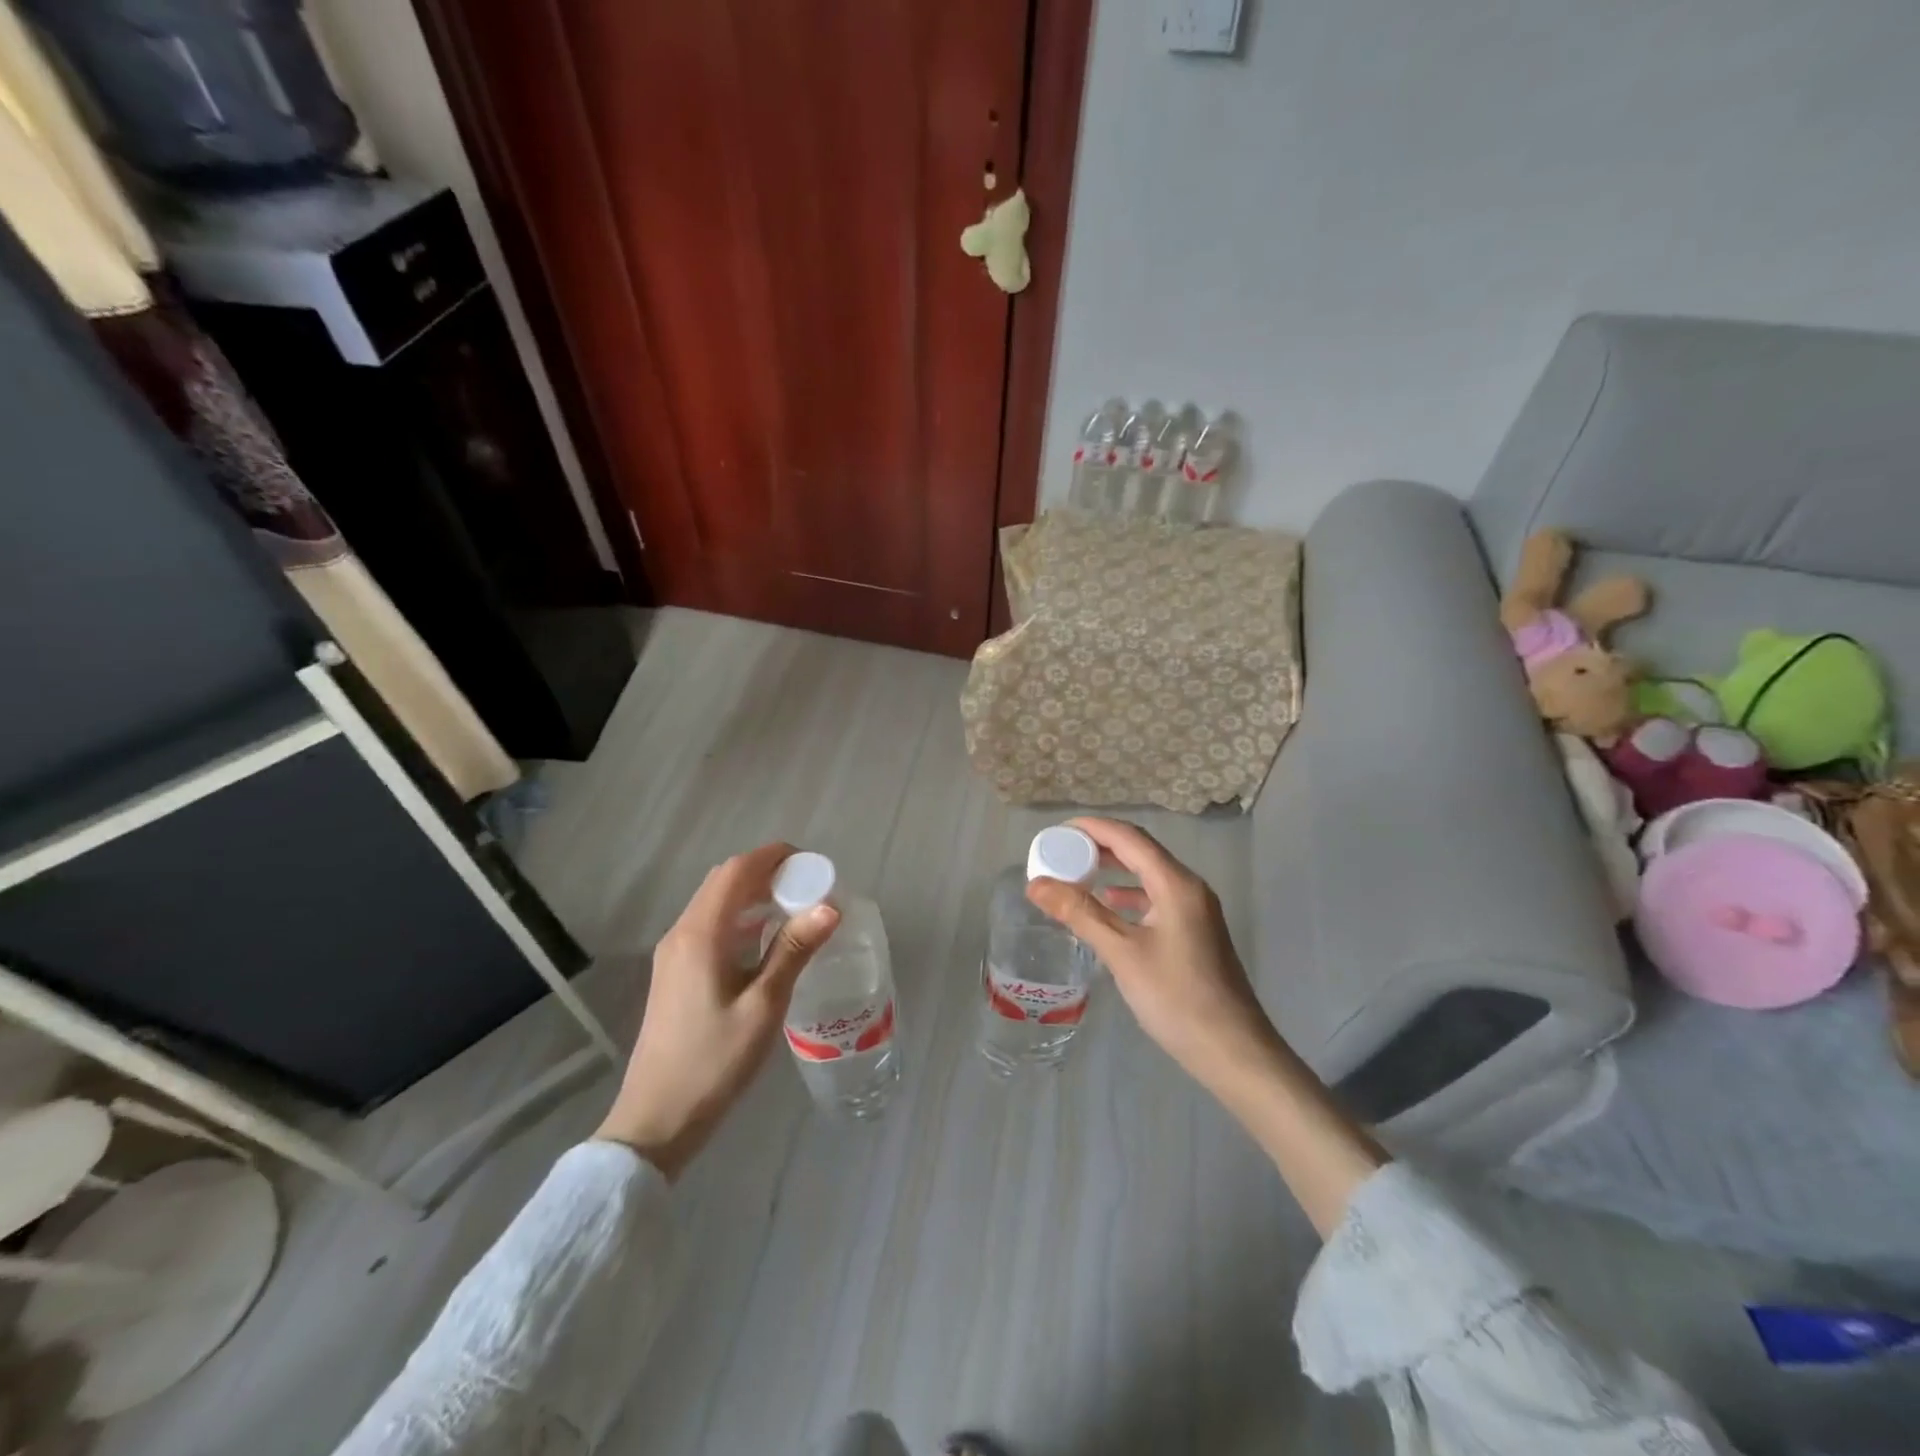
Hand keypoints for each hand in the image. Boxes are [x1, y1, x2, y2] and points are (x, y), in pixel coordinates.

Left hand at [595, 843, 837, 1179]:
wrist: (656, 1120)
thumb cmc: (714, 1062)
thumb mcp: (764, 1006)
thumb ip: (794, 951)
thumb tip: (830, 906)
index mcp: (701, 935)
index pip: (737, 871)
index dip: (773, 857)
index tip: (811, 863)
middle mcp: (681, 934)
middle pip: (724, 881)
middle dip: (766, 873)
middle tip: (809, 886)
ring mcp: (673, 954)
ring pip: (716, 903)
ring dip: (753, 895)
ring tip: (795, 908)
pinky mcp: (675, 973)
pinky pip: (710, 926)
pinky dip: (740, 918)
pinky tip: (766, 941)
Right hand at [1028, 817, 1386, 1235]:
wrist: (1233, 1050)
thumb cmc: (1176, 998)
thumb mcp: (1122, 953)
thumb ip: (1079, 913)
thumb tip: (1036, 884)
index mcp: (1176, 884)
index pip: (1129, 838)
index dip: (1091, 829)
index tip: (1055, 832)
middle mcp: (1189, 888)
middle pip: (1140, 852)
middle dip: (1099, 848)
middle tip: (1060, 853)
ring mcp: (1196, 910)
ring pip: (1148, 875)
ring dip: (1113, 871)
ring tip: (1076, 875)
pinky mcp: (1195, 932)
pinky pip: (1155, 898)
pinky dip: (1127, 896)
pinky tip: (1108, 908)